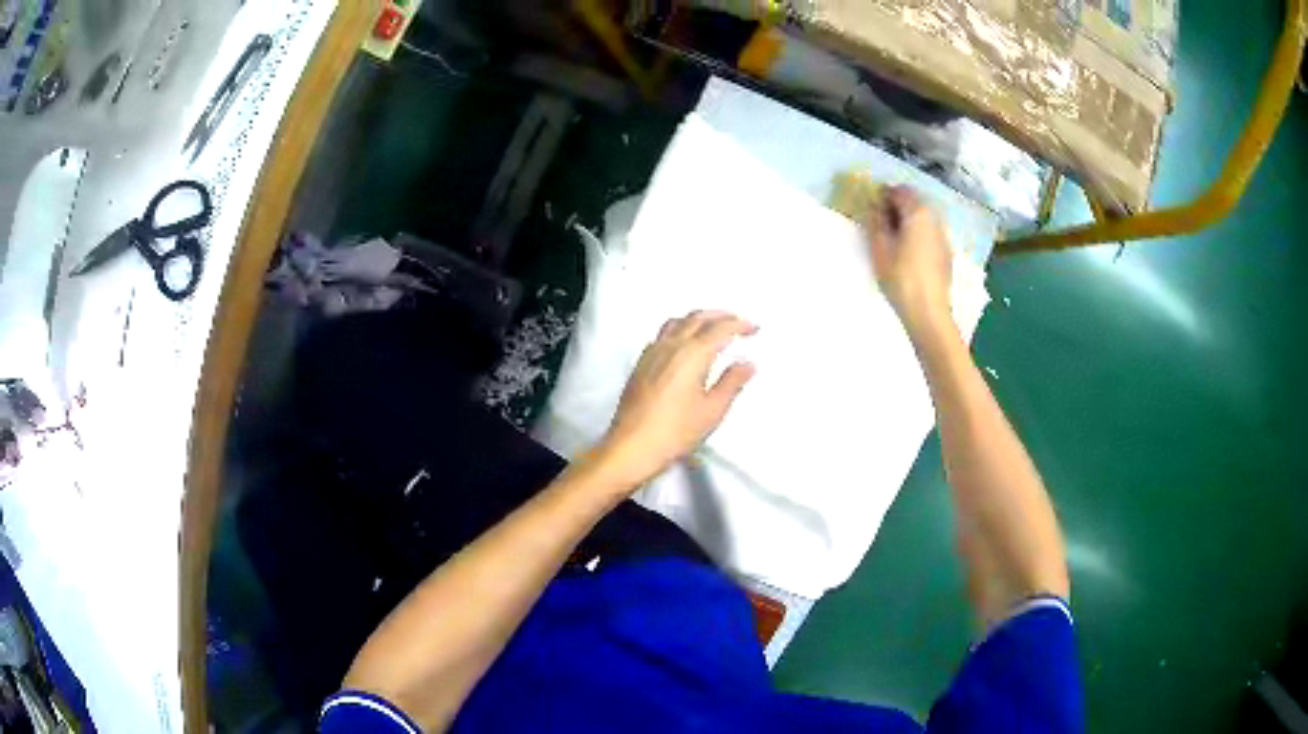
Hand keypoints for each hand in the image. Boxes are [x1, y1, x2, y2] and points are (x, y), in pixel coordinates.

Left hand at [596, 311, 756, 487]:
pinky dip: (679, 329)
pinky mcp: (641, 364)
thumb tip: (746, 365)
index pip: (720, 328)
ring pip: (677, 322)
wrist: (633, 446)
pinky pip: (662, 335)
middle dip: (720, 316)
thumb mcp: (712, 410)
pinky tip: (682, 344)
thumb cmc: (672, 432)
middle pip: (697, 317)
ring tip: (711, 327)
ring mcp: (652, 353)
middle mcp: (671, 347)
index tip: (752, 328)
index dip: (739, 324)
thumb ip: (731, 382)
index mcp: (692, 354)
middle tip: (736, 322)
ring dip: (697, 319)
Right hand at [865, 185, 952, 333]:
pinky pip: (930, 234)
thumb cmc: (901, 277)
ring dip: (909, 221)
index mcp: (918, 213)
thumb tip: (875, 207)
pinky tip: (909, 254)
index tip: (871, 206)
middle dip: (898, 207)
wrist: (929, 311)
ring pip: (924, 219)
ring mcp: (943, 237)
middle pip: (915, 202)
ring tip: (893, 239)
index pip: (900, 191)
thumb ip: (876, 222)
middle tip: (880, 222)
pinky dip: (918, 235)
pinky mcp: (946, 254)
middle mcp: (934, 219)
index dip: (884, 195)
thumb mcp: (879, 248)